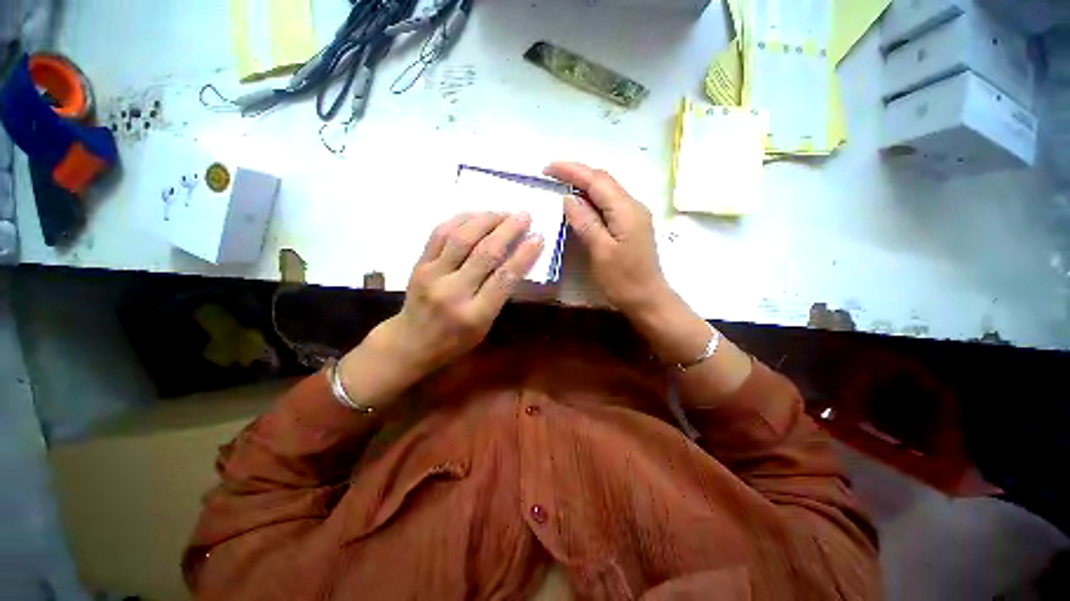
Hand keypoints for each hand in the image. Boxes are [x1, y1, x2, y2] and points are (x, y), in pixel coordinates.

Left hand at [339, 212, 543, 408]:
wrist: (410, 342)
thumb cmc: (454, 340)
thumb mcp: (485, 327)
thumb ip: (499, 294)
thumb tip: (516, 259)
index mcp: (475, 315)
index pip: (505, 277)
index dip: (524, 254)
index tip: (538, 237)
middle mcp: (453, 292)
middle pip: (485, 253)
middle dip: (509, 230)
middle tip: (525, 215)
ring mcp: (432, 275)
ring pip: (462, 237)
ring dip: (486, 219)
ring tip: (504, 213)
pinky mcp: (419, 264)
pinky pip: (440, 233)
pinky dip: (461, 219)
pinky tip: (476, 215)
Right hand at [544, 162, 668, 315]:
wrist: (647, 299)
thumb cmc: (623, 280)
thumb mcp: (600, 252)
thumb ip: (586, 222)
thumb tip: (568, 197)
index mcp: (626, 210)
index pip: (597, 180)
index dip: (571, 171)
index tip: (547, 168)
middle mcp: (633, 206)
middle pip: (603, 180)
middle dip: (576, 173)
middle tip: (550, 175)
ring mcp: (633, 215)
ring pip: (606, 190)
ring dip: (583, 184)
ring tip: (560, 185)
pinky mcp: (630, 224)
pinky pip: (608, 203)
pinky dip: (591, 199)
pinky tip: (579, 204)